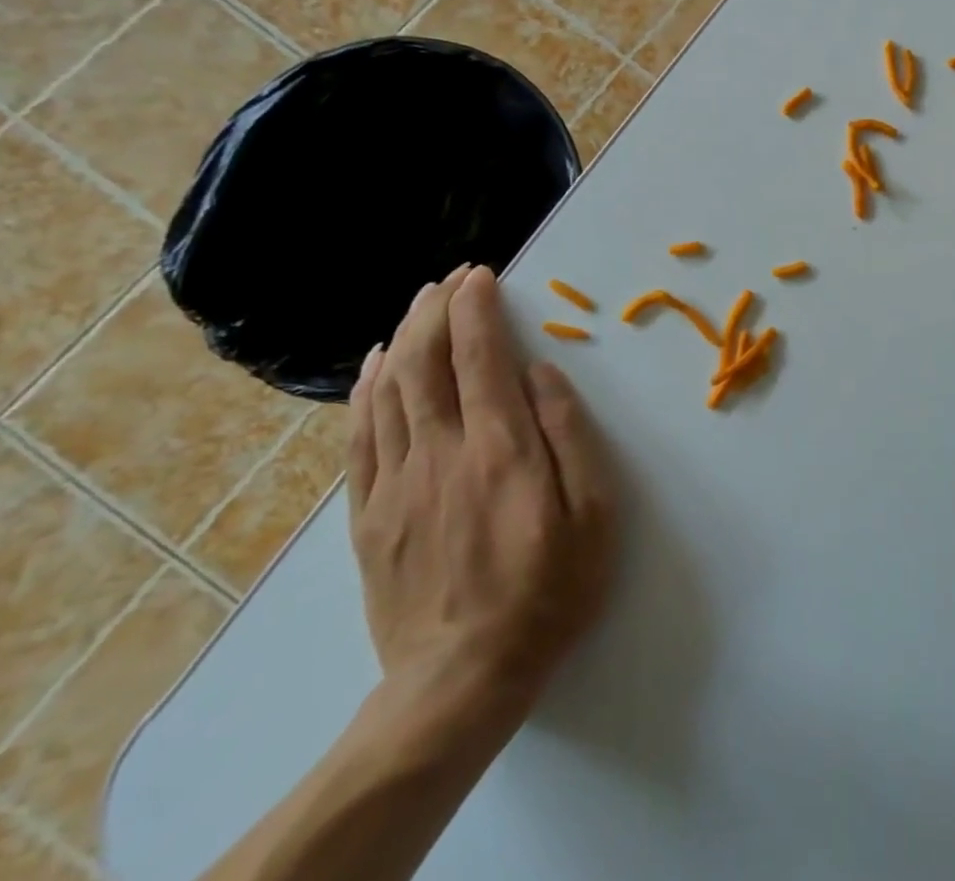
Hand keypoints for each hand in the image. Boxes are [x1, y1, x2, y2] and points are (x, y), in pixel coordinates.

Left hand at [348, 265, 615, 717]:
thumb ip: (571, 434)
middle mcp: (441, 451)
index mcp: (501, 447)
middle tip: (450, 278)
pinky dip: (365, 391)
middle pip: (426, 361)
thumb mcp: (595, 512)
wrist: (462, 680)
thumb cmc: (550, 589)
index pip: (480, 356)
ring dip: (403, 337)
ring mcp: (396, 483)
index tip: (480, 275)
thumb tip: (542, 373)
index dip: (477, 308)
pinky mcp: (369, 516)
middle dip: (435, 309)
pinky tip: (374, 367)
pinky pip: (360, 437)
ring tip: (417, 305)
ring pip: (389, 391)